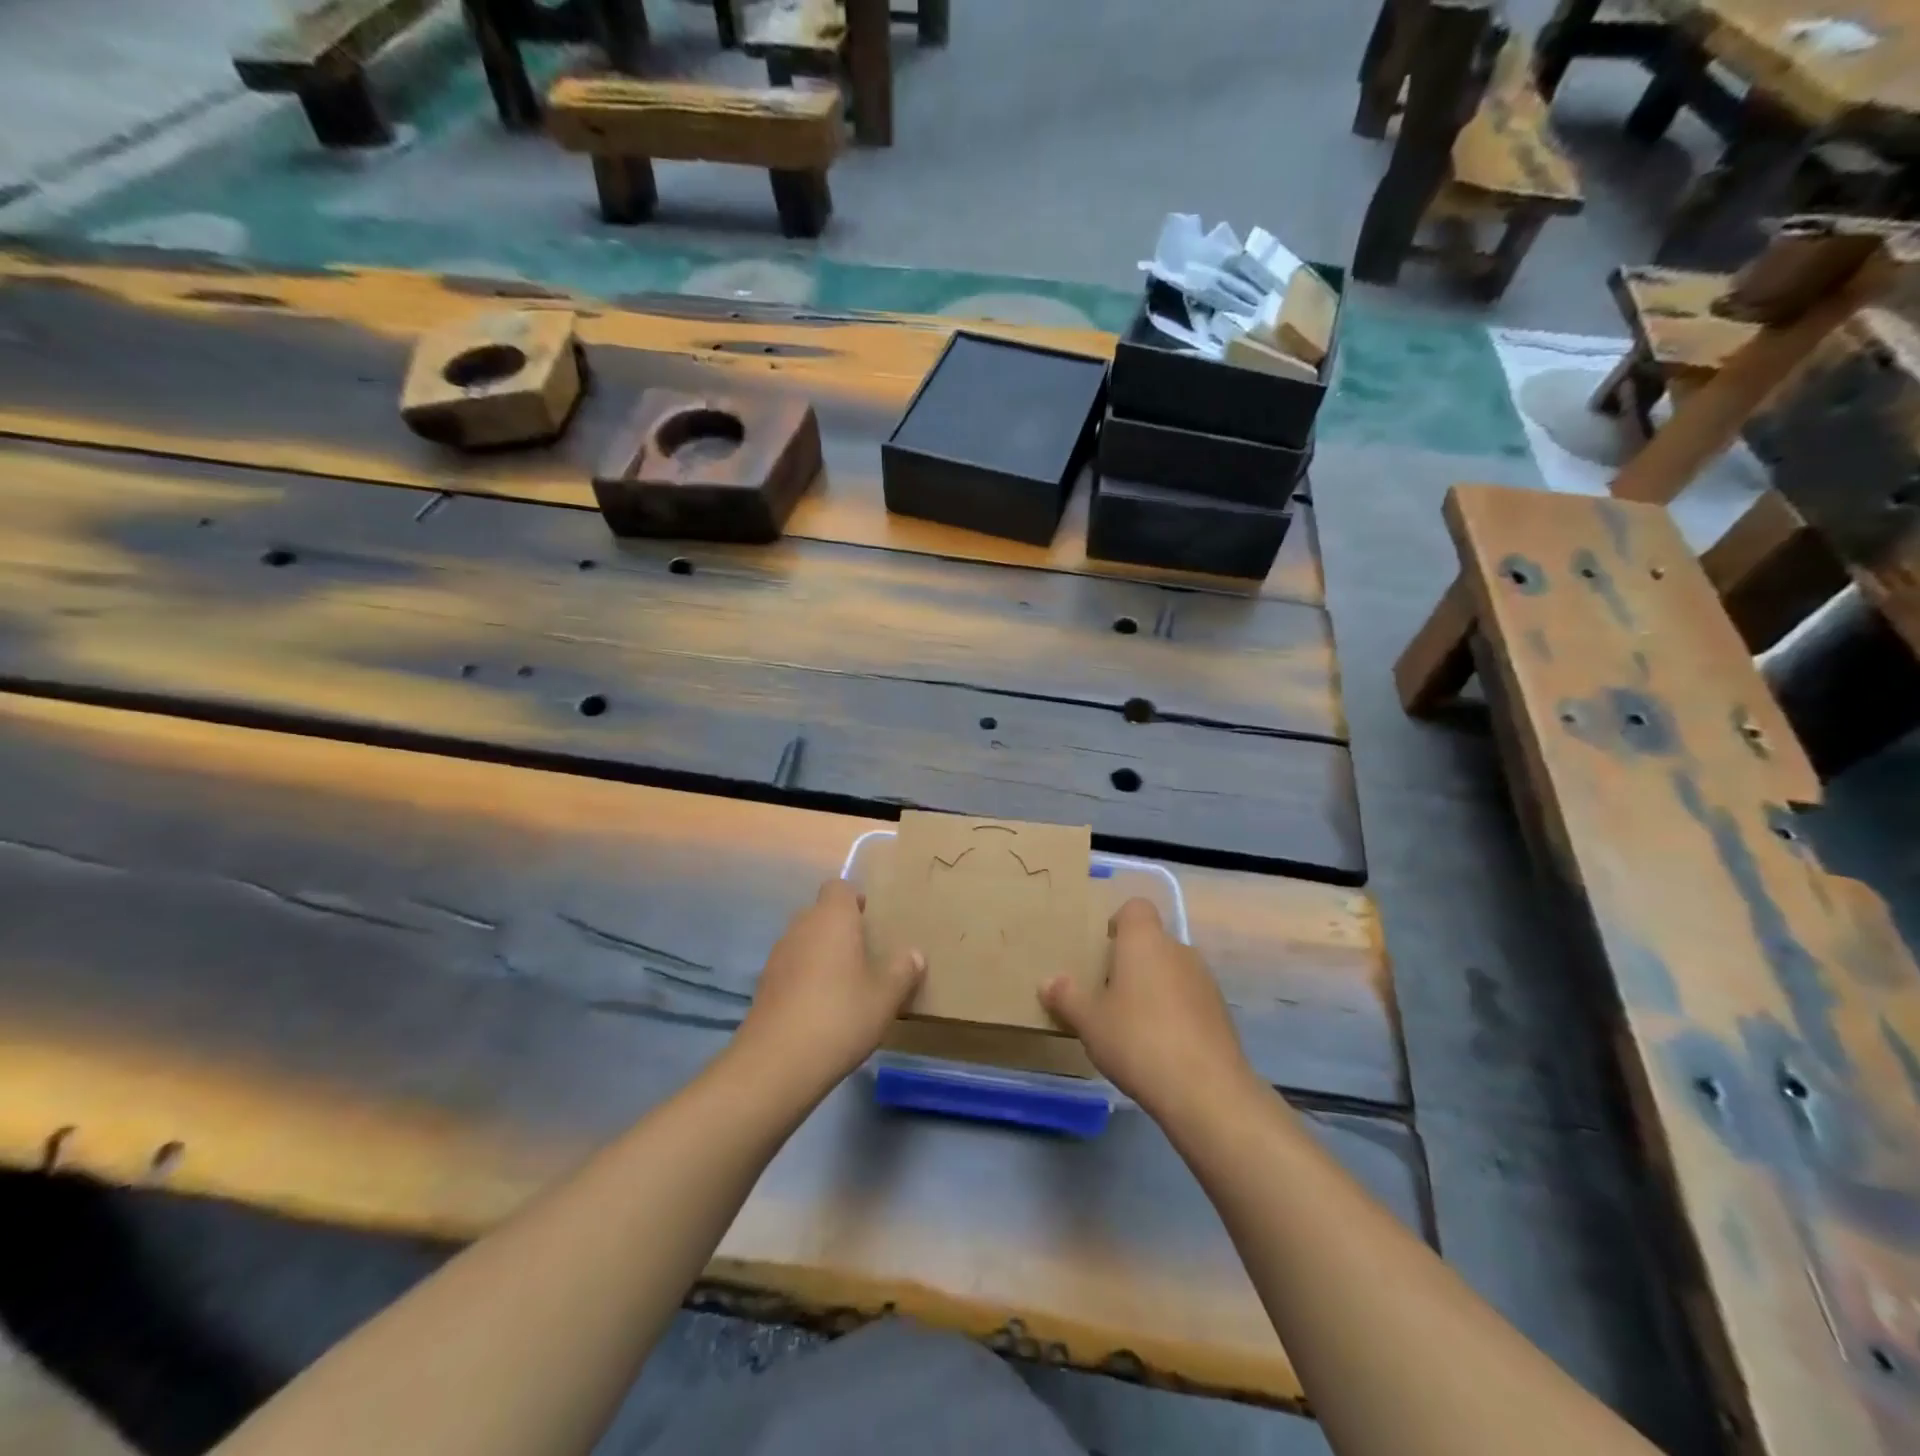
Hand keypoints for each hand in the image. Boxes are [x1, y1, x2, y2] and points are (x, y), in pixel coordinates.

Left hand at [731, 880, 924, 1100]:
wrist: (777, 1063)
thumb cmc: (840, 1016)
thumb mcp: (886, 996)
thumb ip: (903, 970)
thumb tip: (914, 954)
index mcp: (832, 918)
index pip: (839, 887)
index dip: (855, 900)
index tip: (872, 923)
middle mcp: (801, 927)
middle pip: (821, 914)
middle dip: (841, 929)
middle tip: (867, 956)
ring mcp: (778, 956)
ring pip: (805, 941)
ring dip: (823, 955)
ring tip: (846, 985)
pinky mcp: (764, 985)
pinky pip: (792, 968)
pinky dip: (806, 979)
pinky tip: (822, 1009)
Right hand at [1041, 898, 1257, 1122]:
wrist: (1206, 1090)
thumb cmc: (1137, 1040)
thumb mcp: (1089, 1021)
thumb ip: (1067, 997)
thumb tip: (1047, 981)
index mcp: (1144, 940)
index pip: (1135, 907)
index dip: (1118, 922)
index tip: (1102, 950)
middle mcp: (1178, 949)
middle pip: (1152, 942)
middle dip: (1131, 962)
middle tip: (1107, 994)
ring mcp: (1205, 981)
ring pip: (1171, 971)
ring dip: (1154, 988)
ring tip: (1132, 1025)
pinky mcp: (1221, 1012)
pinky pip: (1189, 999)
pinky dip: (1175, 1012)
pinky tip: (1160, 1046)